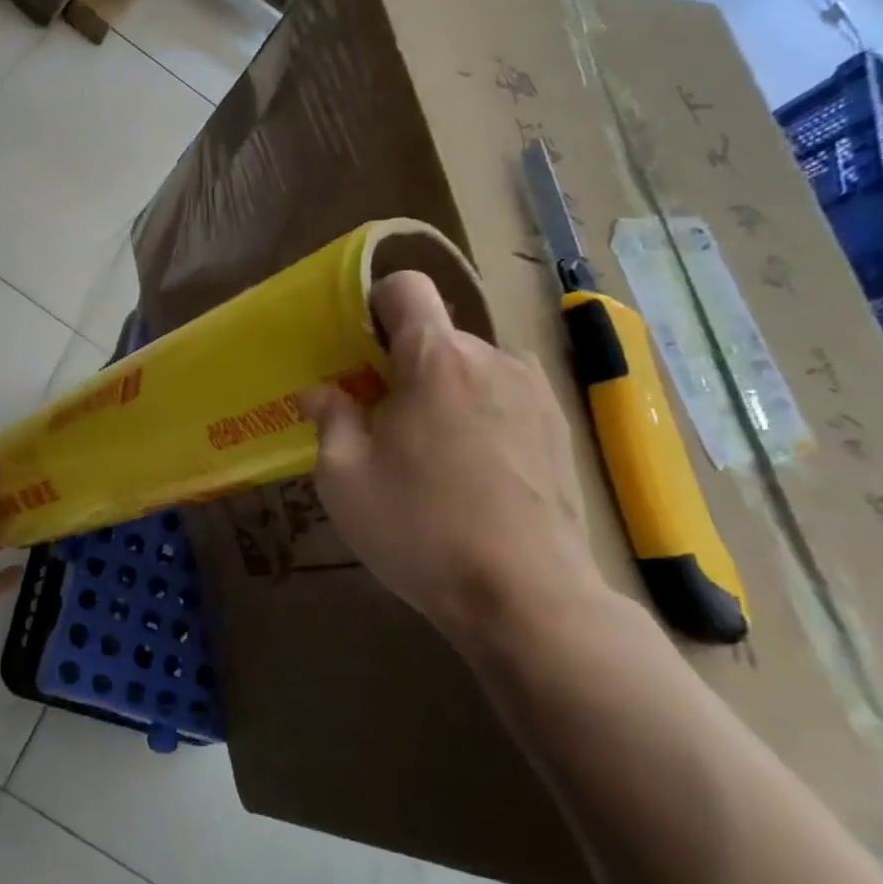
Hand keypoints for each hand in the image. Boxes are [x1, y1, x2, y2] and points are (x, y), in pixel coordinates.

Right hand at [298, 271, 601, 654]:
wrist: (528, 596)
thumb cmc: (421, 529)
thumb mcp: (344, 478)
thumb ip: (330, 419)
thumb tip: (322, 392)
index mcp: (435, 359)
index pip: (406, 287)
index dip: (374, 304)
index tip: (357, 350)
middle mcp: (493, 358)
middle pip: (436, 336)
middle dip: (403, 366)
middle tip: (381, 423)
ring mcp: (535, 392)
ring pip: (470, 370)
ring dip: (443, 393)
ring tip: (430, 456)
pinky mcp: (560, 428)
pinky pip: (503, 399)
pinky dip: (479, 416)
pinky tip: (472, 475)